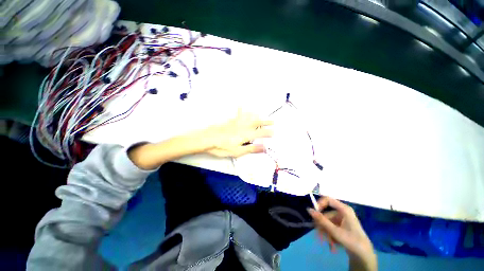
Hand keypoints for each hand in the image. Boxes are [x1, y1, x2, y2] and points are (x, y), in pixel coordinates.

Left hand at [206, 109, 272, 157]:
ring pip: (249, 117)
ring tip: (261, 113)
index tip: (274, 132)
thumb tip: (264, 148)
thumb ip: (251, 149)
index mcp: (246, 135)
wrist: (207, 139)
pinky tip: (241, 105)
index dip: (268, 133)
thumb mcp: (237, 152)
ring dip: (256, 115)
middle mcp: (243, 127)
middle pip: (257, 123)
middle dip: (266, 122)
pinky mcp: (230, 121)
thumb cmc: (222, 147)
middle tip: (272, 121)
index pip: (260, 133)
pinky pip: (237, 114)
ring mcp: (236, 123)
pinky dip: (241, 109)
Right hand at [308, 197, 376, 270]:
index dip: (319, 204)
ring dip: (326, 233)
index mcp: (344, 209)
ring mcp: (342, 219)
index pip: (327, 199)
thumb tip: (308, 209)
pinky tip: (332, 245)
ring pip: (327, 222)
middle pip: (326, 214)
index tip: (314, 214)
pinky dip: (329, 235)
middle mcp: (342, 212)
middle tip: (319, 236)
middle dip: (322, 226)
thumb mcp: (335, 231)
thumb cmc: (352, 241)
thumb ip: (321, 220)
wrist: (364, 256)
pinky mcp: (341, 226)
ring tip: (328, 244)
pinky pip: (330, 227)